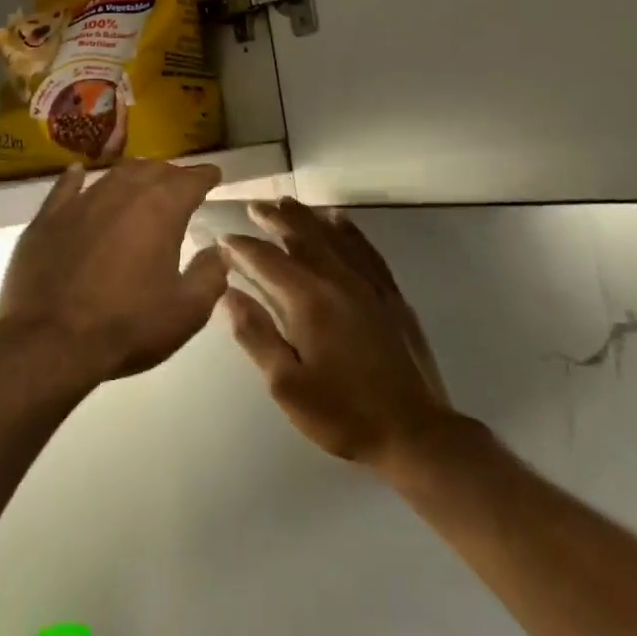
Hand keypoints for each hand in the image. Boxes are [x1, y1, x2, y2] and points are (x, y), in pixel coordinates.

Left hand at [0, 159, 228, 385]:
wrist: (49, 341)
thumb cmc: (127, 326)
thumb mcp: (186, 312)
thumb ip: (209, 276)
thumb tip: (216, 252)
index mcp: (161, 209)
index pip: (190, 180)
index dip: (205, 176)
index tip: (214, 176)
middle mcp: (122, 192)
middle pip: (153, 170)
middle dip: (171, 174)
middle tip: (180, 184)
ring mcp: (81, 202)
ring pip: (113, 175)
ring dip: (133, 175)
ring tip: (141, 180)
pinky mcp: (48, 217)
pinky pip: (66, 187)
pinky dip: (77, 178)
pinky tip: (78, 173)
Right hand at [223, 199, 453, 466]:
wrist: (414, 432)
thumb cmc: (342, 414)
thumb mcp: (286, 385)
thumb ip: (256, 335)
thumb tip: (227, 295)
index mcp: (309, 301)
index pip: (267, 261)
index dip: (241, 247)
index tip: (222, 237)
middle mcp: (338, 280)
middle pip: (301, 237)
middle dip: (274, 219)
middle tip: (253, 206)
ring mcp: (368, 284)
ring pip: (332, 236)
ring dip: (306, 217)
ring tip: (286, 203)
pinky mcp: (390, 294)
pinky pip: (365, 248)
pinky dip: (348, 230)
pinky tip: (338, 220)